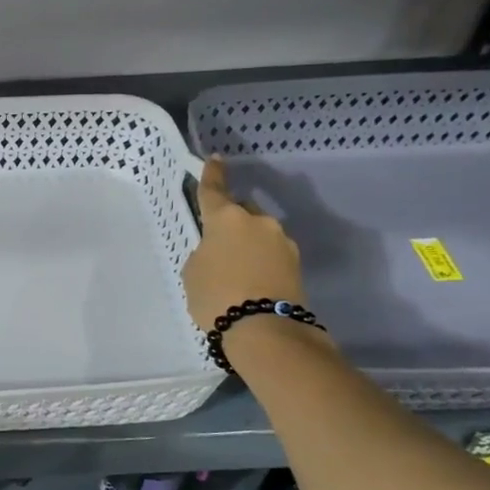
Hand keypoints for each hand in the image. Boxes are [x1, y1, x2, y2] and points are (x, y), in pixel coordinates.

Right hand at [182, 156, 306, 330]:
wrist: (264, 330)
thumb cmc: (217, 296)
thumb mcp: (193, 272)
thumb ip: (205, 253)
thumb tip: (221, 252)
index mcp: (227, 218)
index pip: (215, 190)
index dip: (212, 174)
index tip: (215, 159)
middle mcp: (258, 222)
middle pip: (242, 213)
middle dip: (231, 223)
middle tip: (218, 246)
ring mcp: (282, 242)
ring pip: (259, 235)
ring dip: (247, 245)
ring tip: (235, 272)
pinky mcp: (296, 264)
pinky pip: (271, 255)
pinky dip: (260, 262)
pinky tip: (250, 283)